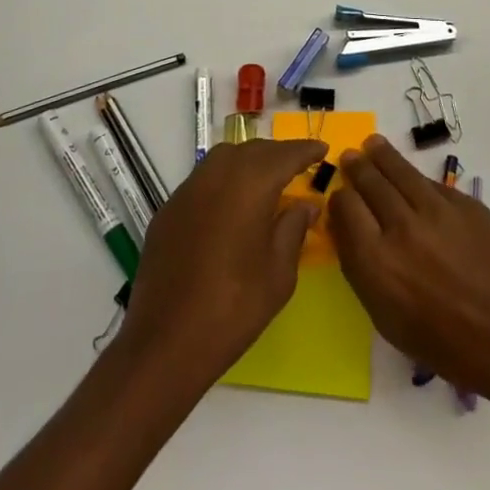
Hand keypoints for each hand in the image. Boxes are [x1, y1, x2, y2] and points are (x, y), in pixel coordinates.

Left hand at [118, 137, 327, 383]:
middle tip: (298, 167)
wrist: (166, 340)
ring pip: (224, 159)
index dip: (305, 150)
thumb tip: (306, 203)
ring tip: (267, 182)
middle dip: (277, 154)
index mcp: (249, 185)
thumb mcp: (278, 273)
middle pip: (252, 150)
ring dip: (248, 162)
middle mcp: (216, 175)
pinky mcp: (169, 209)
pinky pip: (203, 180)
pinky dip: (224, 181)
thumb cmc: (234, 308)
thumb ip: (293, 229)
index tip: (322, 148)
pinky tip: (232, 205)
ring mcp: (188, 190)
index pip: (284, 155)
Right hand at [332, 135, 489, 404]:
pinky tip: (411, 177)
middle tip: (351, 157)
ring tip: (373, 145)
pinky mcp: (464, 204)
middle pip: (369, 181)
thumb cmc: (445, 343)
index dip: (339, 198)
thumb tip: (348, 229)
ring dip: (381, 155)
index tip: (340, 197)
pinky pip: (431, 183)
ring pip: (399, 170)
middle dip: (357, 168)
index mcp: (376, 261)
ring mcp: (436, 210)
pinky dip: (415, 177)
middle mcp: (401, 227)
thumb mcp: (386, 318)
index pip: (345, 206)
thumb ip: (361, 269)